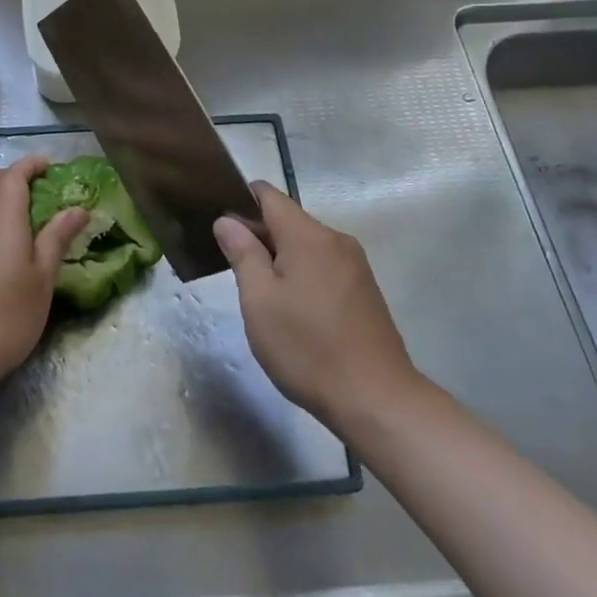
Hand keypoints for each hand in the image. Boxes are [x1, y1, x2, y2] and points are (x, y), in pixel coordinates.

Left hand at [0, 154, 86, 391]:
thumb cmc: (7, 315)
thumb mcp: (43, 277)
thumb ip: (58, 238)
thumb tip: (78, 209)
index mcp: (2, 217)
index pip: (13, 174)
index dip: (31, 164)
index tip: (51, 166)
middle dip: (16, 175)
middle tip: (43, 189)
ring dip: (3, 194)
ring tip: (32, 214)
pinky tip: (11, 241)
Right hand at [214, 181, 423, 432]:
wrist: (378, 401)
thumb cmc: (308, 348)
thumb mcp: (260, 301)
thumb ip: (242, 253)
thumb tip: (227, 220)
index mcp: (308, 235)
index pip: (268, 195)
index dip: (239, 202)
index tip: (218, 226)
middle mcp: (336, 240)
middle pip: (287, 219)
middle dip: (258, 235)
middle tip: (231, 267)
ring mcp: (355, 266)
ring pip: (305, 245)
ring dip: (279, 258)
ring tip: (258, 292)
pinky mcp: (364, 291)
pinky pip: (323, 266)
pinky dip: (301, 275)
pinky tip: (292, 309)